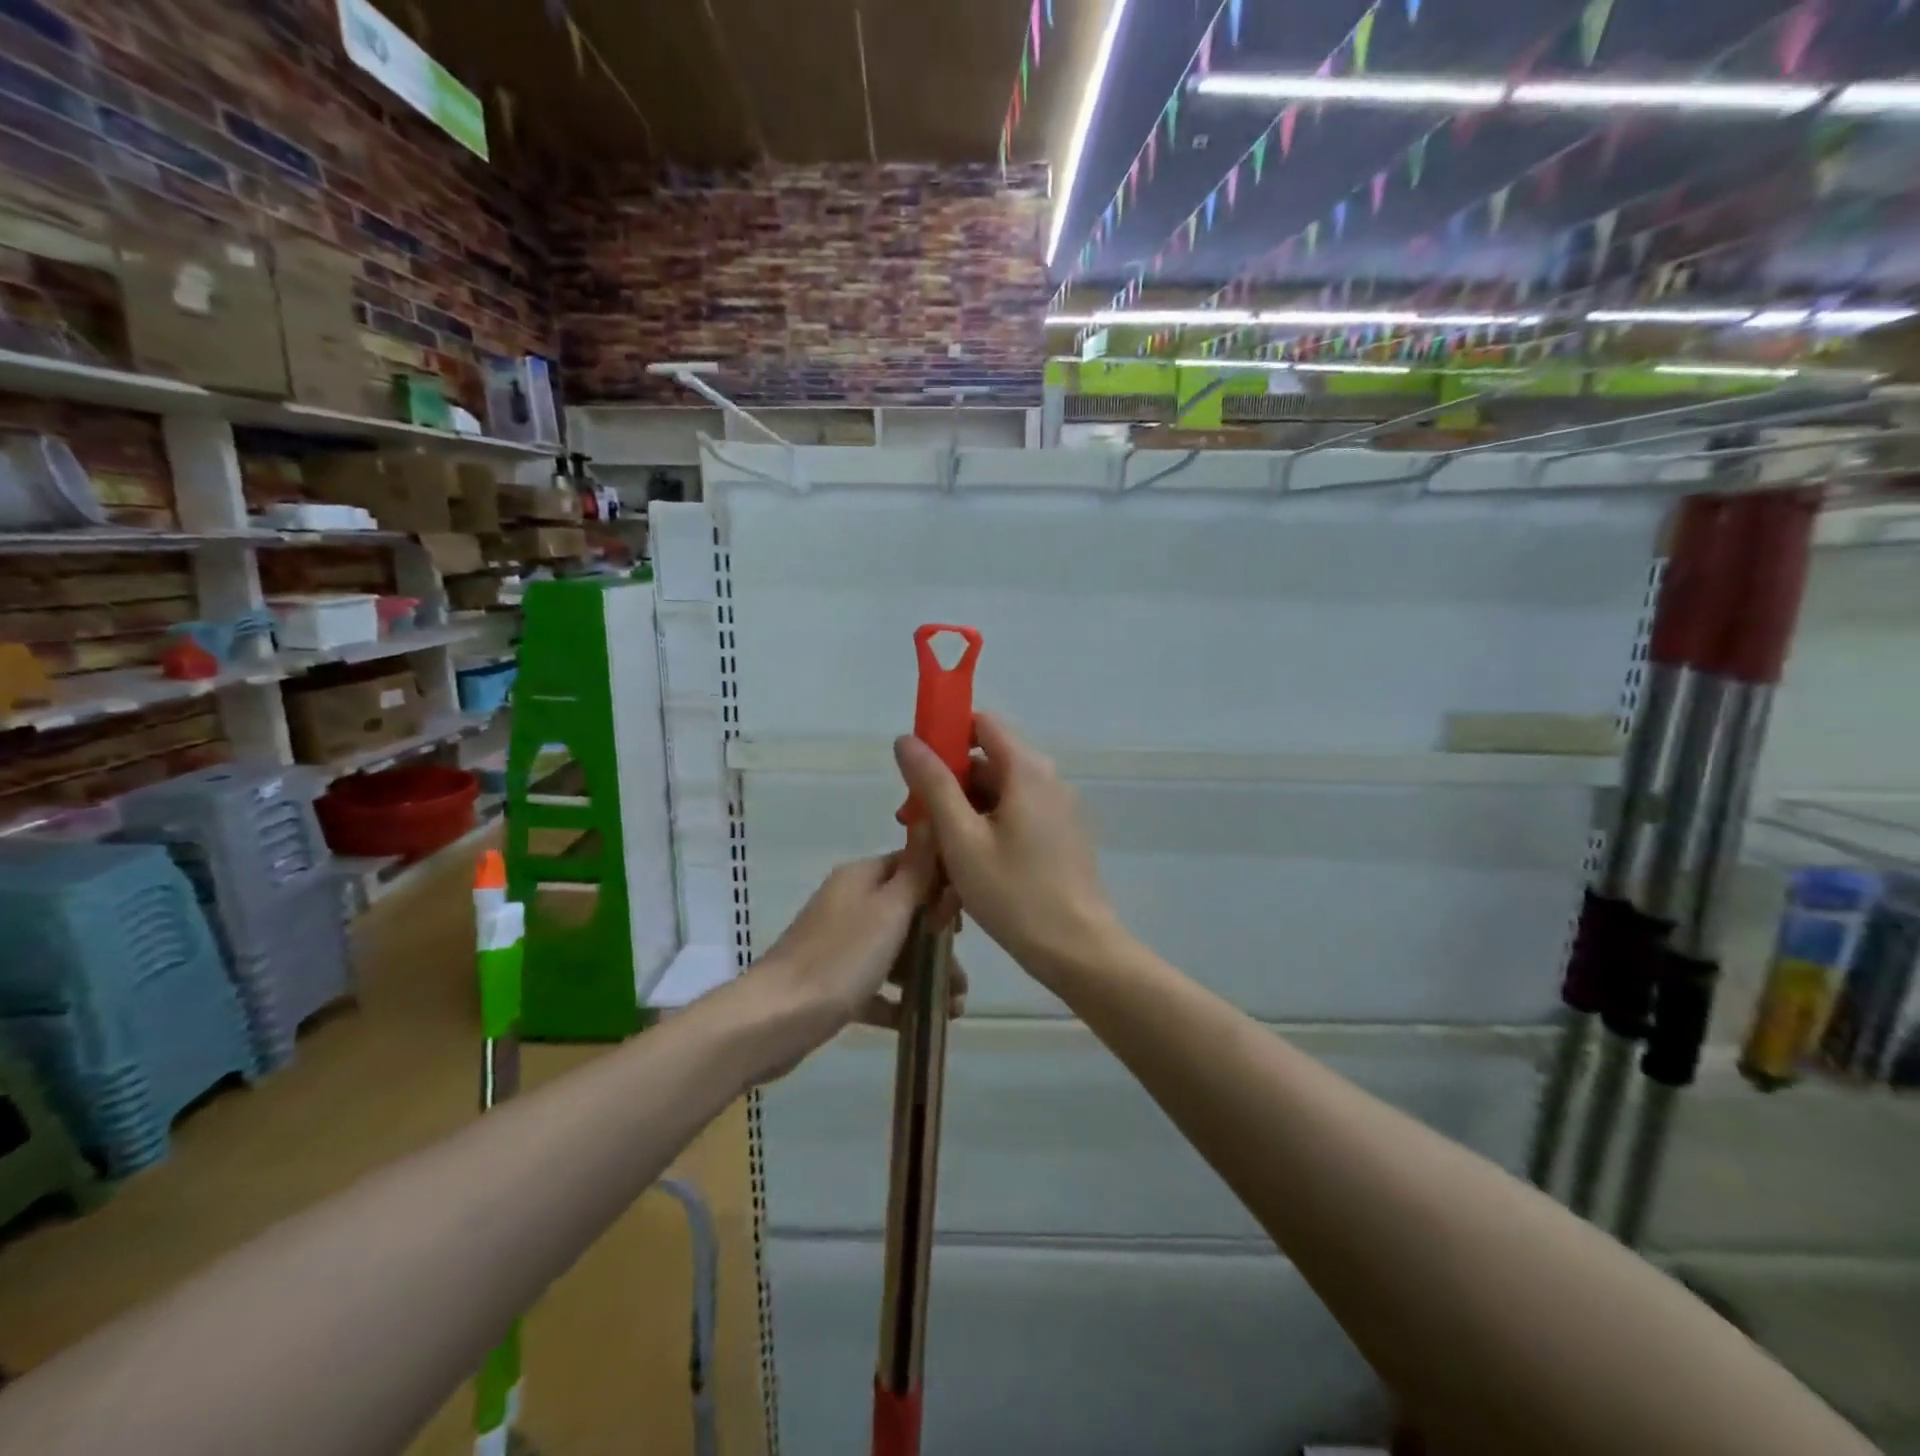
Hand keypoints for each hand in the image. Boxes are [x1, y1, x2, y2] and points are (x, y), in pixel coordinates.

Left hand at [753, 835, 966, 1070]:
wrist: (774, 1019)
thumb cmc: (840, 958)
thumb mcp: (889, 909)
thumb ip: (917, 870)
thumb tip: (932, 818)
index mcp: (861, 878)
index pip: (912, 866)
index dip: (942, 889)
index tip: (965, 922)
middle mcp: (850, 904)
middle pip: (907, 914)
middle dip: (939, 944)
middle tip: (961, 978)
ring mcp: (839, 944)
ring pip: (895, 952)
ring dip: (926, 975)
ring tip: (954, 1008)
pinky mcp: (833, 982)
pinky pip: (875, 985)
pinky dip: (898, 1000)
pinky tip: (921, 1021)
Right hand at [893, 713, 1122, 982]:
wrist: (1077, 949)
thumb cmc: (1013, 892)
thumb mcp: (961, 838)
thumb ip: (933, 784)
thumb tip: (907, 740)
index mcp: (1027, 769)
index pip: (981, 724)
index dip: (945, 736)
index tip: (917, 769)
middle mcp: (1047, 779)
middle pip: (986, 764)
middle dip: (947, 788)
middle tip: (915, 826)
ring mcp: (1057, 809)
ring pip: (997, 798)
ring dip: (962, 818)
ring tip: (934, 858)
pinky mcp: (1060, 836)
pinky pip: (1014, 820)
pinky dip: (986, 834)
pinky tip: (964, 872)